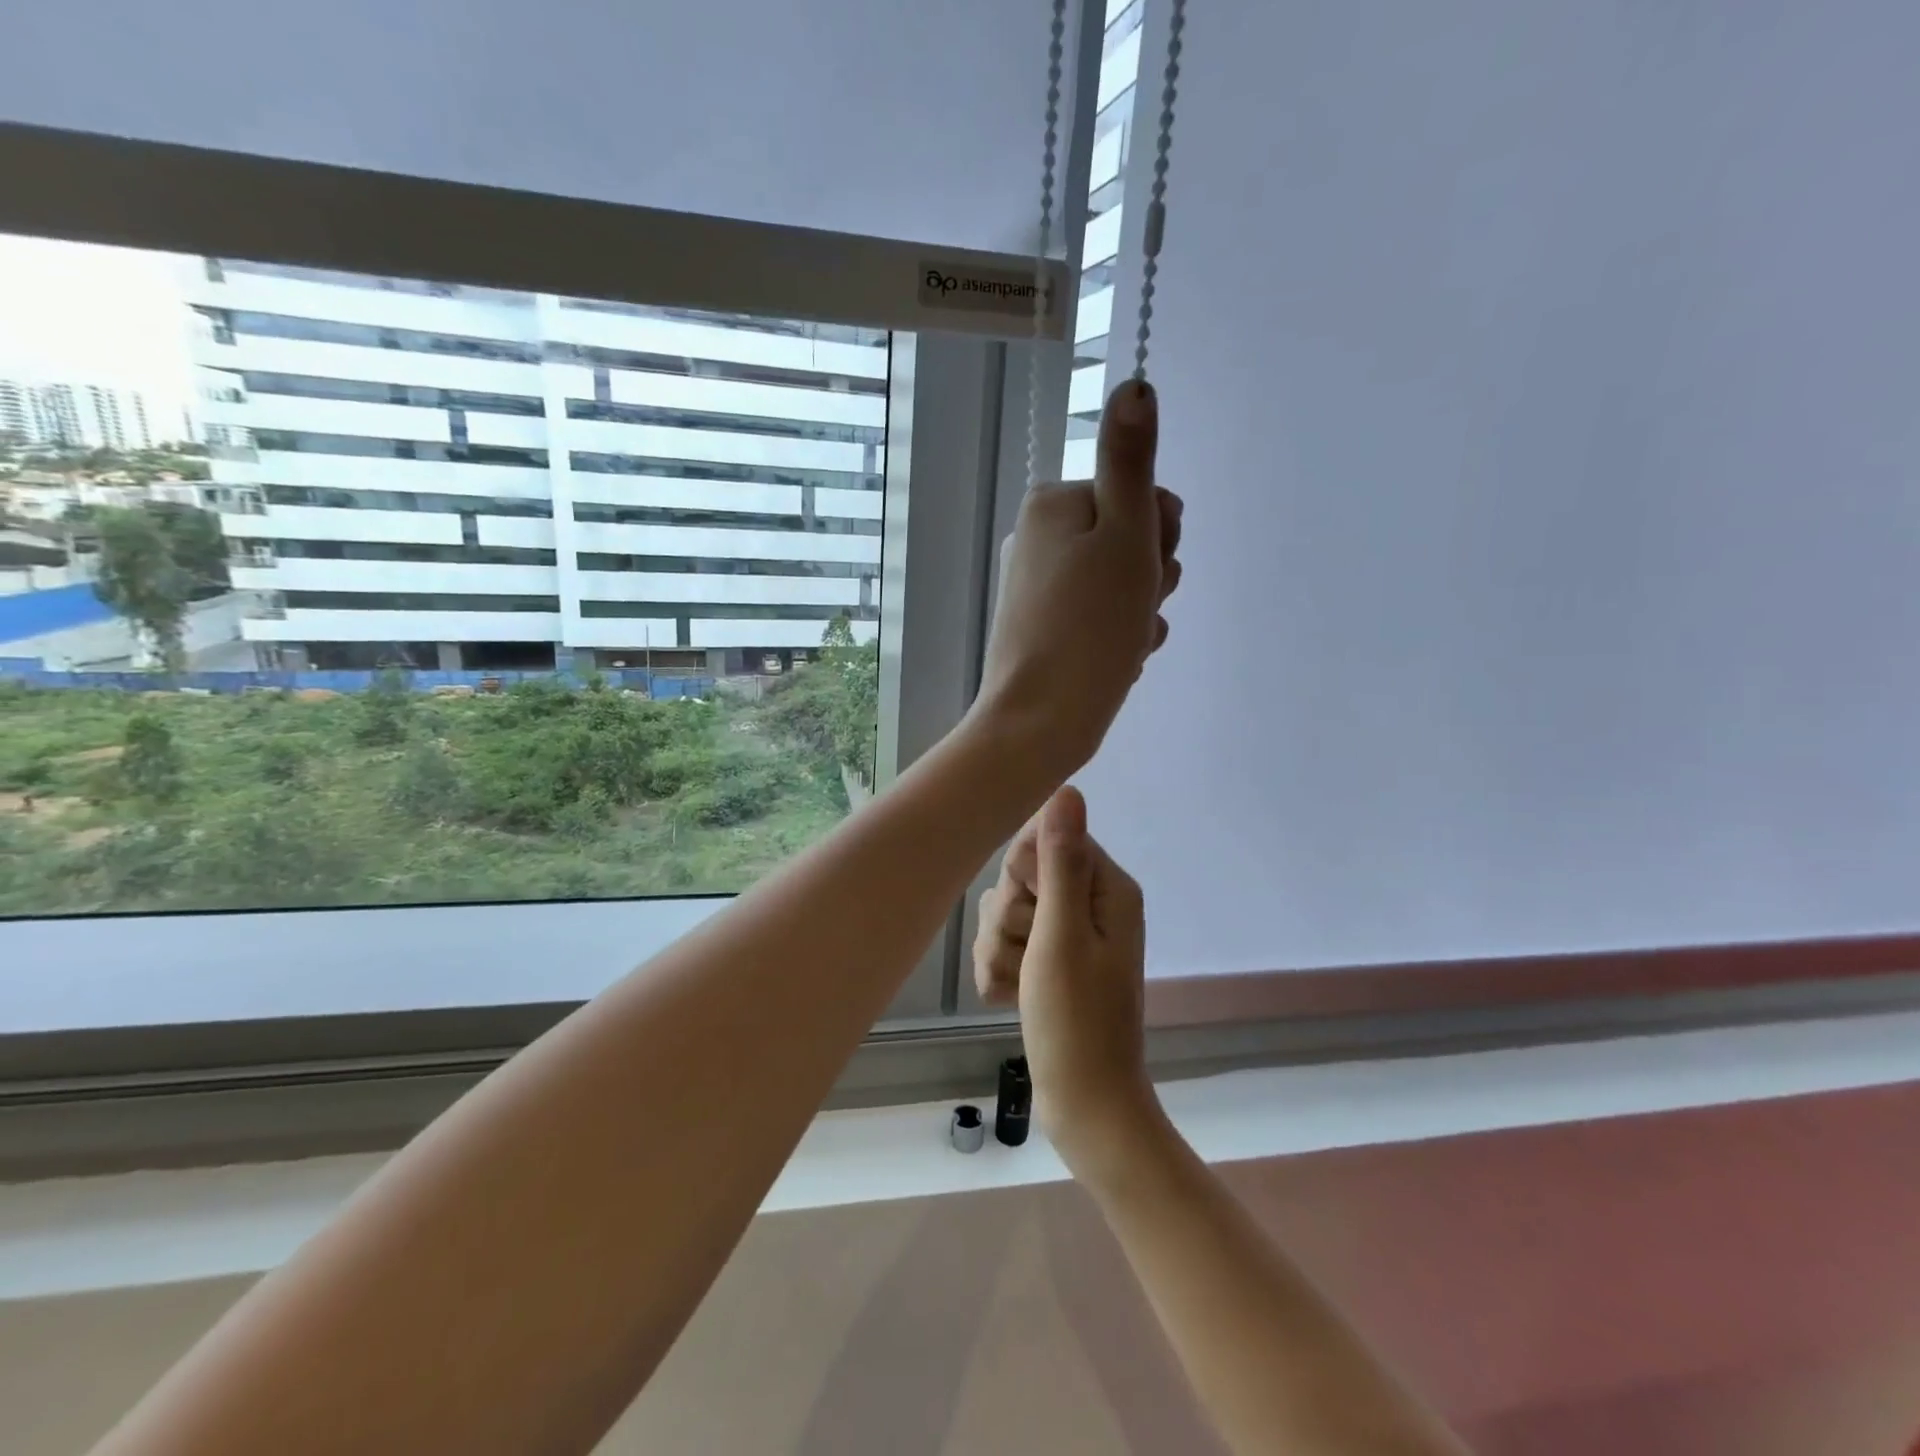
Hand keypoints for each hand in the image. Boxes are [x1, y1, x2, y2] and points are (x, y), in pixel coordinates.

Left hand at [972, 381, 1182, 786]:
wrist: (1041, 721)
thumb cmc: (1088, 625)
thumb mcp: (1124, 533)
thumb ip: (1131, 460)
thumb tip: (1134, 384)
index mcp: (1053, 505)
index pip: (1139, 496)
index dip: (1159, 535)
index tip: (1146, 568)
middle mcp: (1039, 539)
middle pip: (1130, 541)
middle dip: (1148, 578)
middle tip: (1131, 609)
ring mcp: (1040, 588)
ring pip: (1122, 585)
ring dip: (1138, 612)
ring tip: (1121, 641)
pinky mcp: (1046, 630)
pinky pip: (1103, 620)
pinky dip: (1119, 638)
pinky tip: (1114, 661)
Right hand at [974, 786, 1163, 1180]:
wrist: (1086, 1107)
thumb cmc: (1075, 1021)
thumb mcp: (1061, 937)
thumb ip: (1060, 862)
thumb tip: (1068, 790)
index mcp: (1106, 888)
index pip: (1042, 841)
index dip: (1024, 877)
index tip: (1032, 914)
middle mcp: (1090, 904)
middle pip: (1020, 879)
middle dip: (1010, 921)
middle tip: (1030, 959)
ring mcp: (1069, 936)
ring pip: (1005, 913)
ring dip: (1001, 951)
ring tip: (1020, 988)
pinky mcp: (1049, 963)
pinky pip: (1007, 945)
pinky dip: (1003, 972)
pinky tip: (1012, 1000)